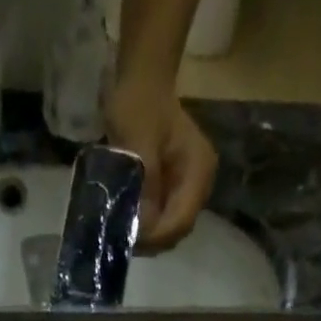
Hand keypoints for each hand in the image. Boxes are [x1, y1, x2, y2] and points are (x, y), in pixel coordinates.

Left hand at [105, 81, 216, 251]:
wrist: (140, 80)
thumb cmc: (139, 103)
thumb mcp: (138, 143)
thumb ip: (145, 186)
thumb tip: (143, 226)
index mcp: (199, 171)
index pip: (181, 221)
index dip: (156, 236)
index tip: (128, 239)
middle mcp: (199, 186)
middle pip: (177, 230)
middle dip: (151, 240)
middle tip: (120, 239)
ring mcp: (188, 189)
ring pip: (169, 229)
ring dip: (146, 235)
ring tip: (122, 232)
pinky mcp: (174, 190)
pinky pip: (161, 218)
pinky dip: (145, 224)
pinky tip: (128, 221)